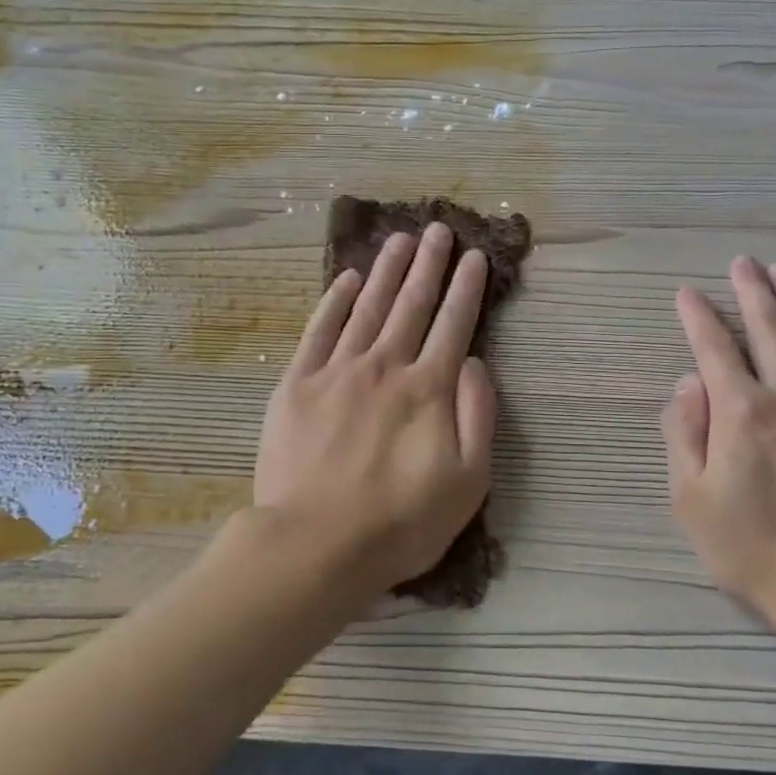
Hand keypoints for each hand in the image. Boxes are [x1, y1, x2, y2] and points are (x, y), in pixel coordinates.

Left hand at [254, 222, 496, 597]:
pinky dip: (335, 301)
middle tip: (437, 229)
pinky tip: (347, 279)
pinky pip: (319, 331)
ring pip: (368, 308)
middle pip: (412, 304)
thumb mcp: (468, 481)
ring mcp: (337, 372)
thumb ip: (477, 415)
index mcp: (429, 389)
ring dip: (386, 270)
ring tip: (399, 239)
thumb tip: (474, 363)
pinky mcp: (297, 385)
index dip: (466, 288)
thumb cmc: (401, 523)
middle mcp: (385, 367)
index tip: (474, 257)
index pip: (454, 325)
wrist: (315, 546)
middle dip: (428, 264)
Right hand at [662, 257, 775, 610]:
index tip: (685, 294)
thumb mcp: (690, 498)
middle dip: (751, 291)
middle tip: (742, 262)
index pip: (713, 348)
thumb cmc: (751, 548)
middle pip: (768, 329)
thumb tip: (689, 382)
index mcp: (740, 411)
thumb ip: (682, 432)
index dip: (697, 317)